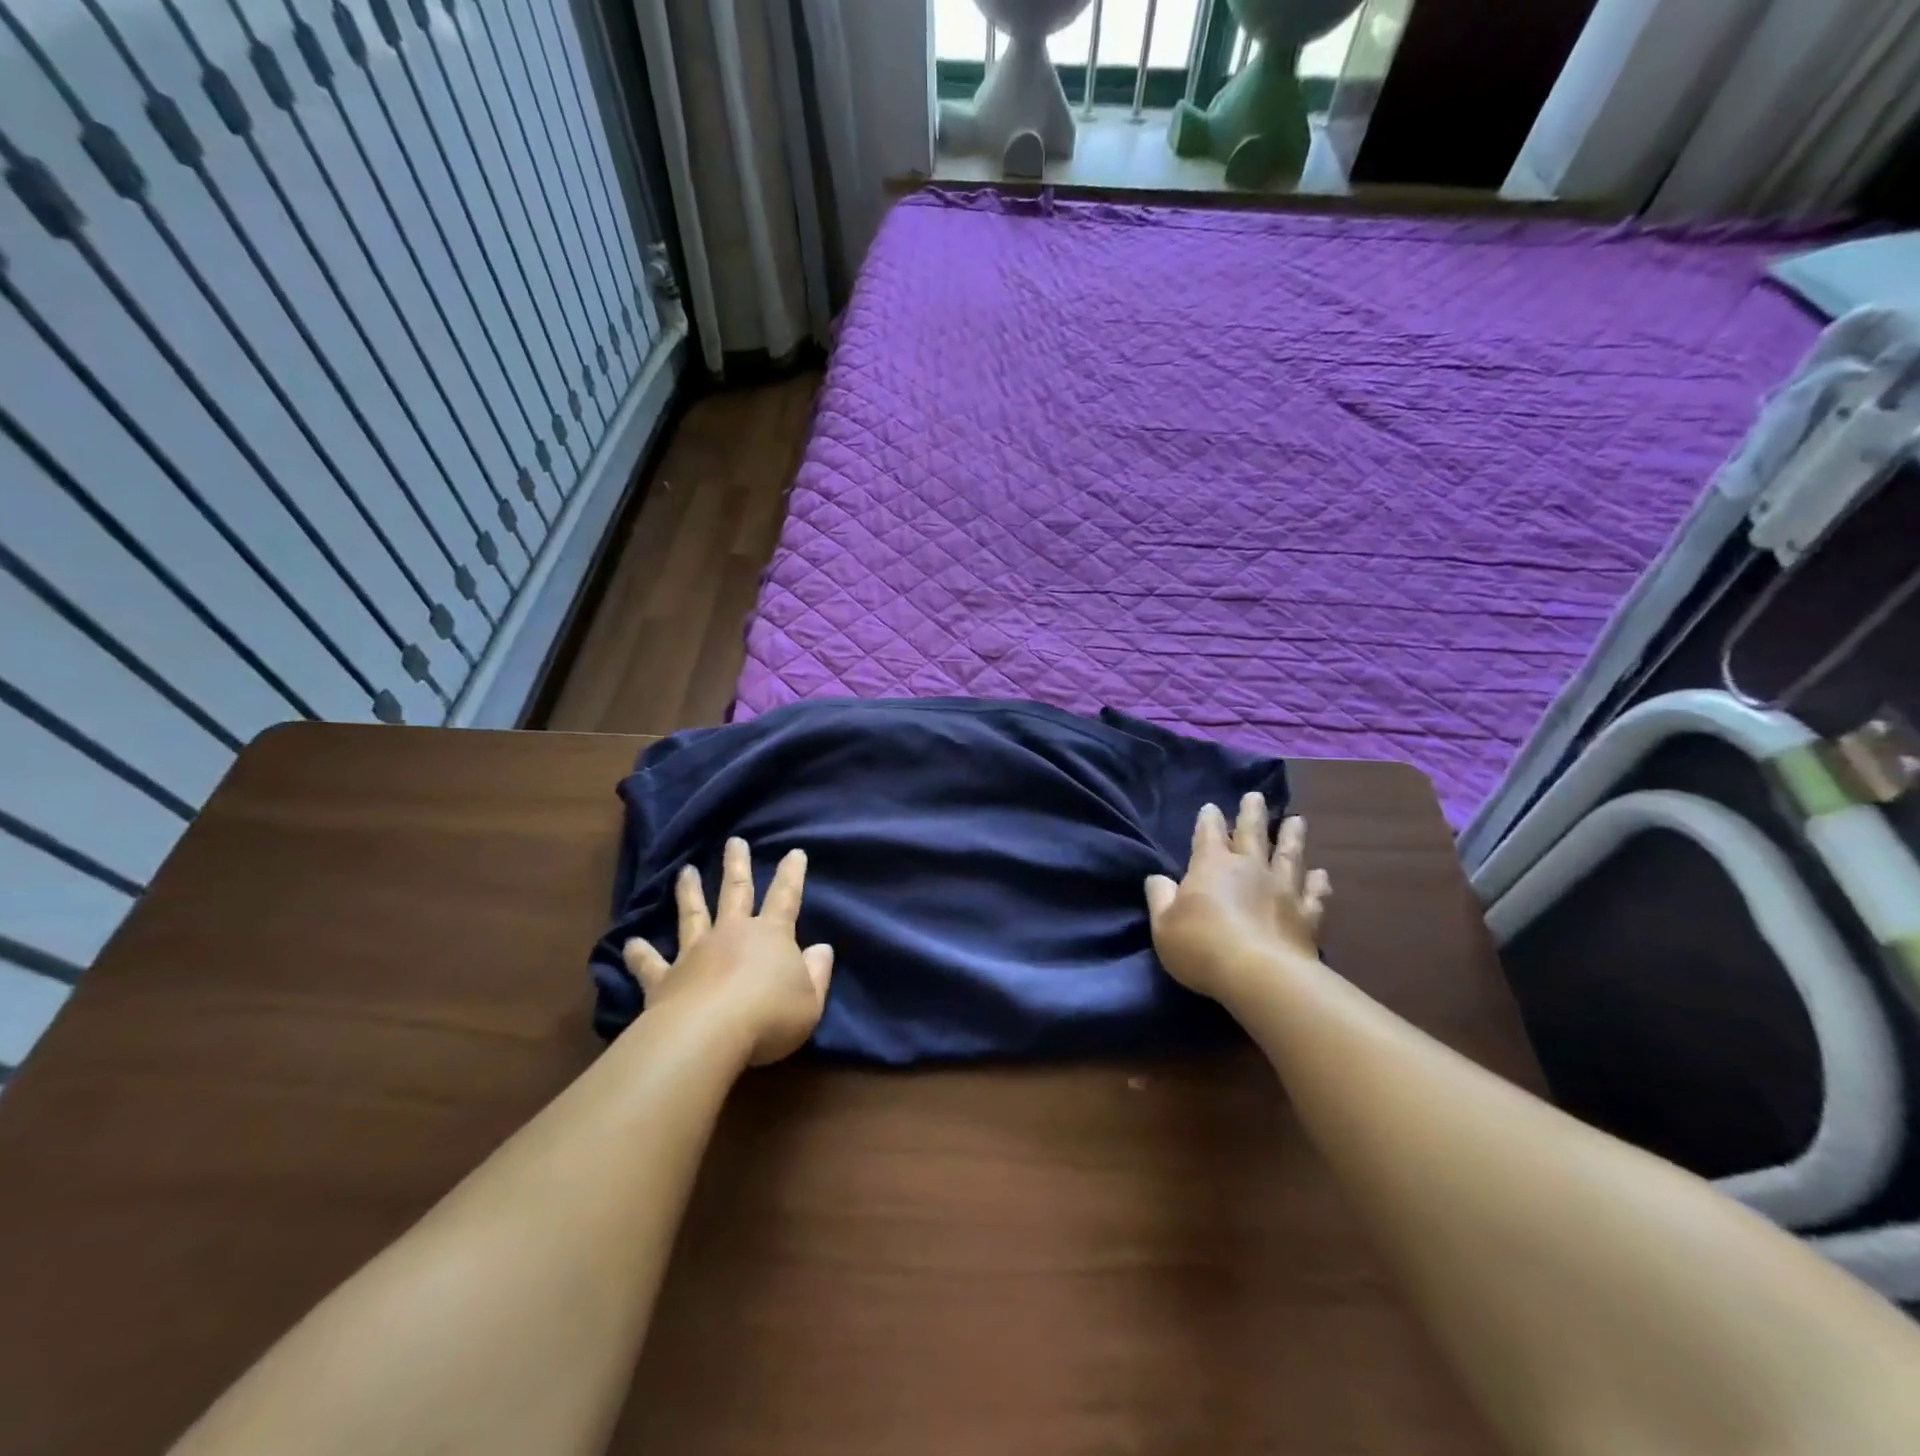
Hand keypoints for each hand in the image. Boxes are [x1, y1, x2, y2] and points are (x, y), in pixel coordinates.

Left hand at [624, 837, 834, 1066]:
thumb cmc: (770, 1017)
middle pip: (735, 892)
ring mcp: (694, 953)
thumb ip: (817, 973)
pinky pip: (650, 964)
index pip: (786, 898)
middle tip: (734, 841)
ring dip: (689, 892)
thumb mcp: (810, 1001)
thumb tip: (821, 948)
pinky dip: (640, 954)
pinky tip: (629, 944)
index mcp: (771, 936)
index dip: (791, 875)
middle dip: (737, 866)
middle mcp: (731, 934)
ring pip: (692, 914)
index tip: (794, 852)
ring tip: (685, 871)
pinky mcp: (664, 979)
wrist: (709, 1034)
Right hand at [1144, 795, 1330, 1006]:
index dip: (1208, 819)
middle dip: (1252, 813)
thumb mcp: (1163, 925)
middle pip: (1252, 833)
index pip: (1208, 833)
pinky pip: (1314, 894)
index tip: (1211, 807)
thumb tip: (1158, 878)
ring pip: (1289, 855)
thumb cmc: (1202, 947)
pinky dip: (1318, 883)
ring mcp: (1282, 889)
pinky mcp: (1306, 915)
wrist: (1260, 977)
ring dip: (1292, 836)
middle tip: (1256, 796)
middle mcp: (1249, 868)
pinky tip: (1322, 875)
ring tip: (1297, 820)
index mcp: (1212, 865)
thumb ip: (1160, 897)